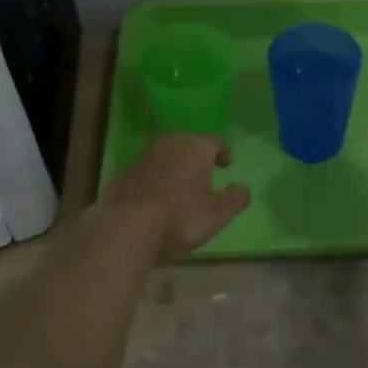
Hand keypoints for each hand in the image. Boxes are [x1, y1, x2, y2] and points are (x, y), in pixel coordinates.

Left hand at [100, 133, 250, 259]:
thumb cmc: (182, 215)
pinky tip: (157, 197)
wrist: (127, 226)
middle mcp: (170, 143)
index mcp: (196, 146)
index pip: (216, 141)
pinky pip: (147, 170)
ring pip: (166, 155)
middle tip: (204, 172)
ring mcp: (143, 155)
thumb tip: (243, 189)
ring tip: (180, 186)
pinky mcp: (124, 172)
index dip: (224, 153)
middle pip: (188, 143)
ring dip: (175, 166)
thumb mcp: (219, 213)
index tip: (226, 166)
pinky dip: (156, 178)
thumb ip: (236, 199)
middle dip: (197, 156)